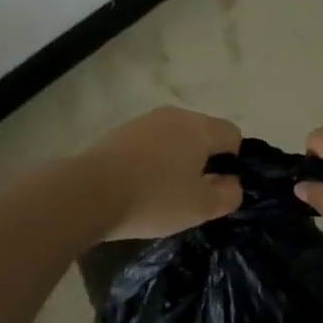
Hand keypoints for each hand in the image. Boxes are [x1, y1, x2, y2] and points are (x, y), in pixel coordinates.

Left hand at [81, 106, 243, 240]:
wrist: (89, 192)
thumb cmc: (154, 198)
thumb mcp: (200, 207)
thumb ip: (227, 194)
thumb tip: (234, 183)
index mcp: (200, 128)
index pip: (232, 134)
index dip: (233, 161)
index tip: (220, 187)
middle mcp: (175, 115)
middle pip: (202, 133)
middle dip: (204, 159)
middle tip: (194, 194)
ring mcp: (145, 121)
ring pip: (174, 137)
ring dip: (177, 159)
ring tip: (165, 192)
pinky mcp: (121, 132)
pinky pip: (149, 144)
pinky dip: (152, 160)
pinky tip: (140, 186)